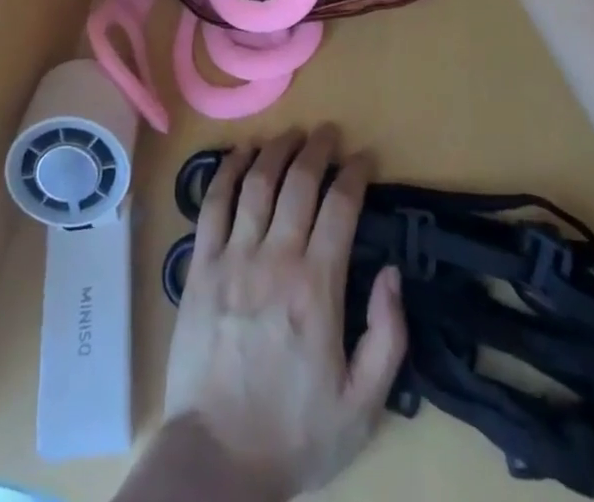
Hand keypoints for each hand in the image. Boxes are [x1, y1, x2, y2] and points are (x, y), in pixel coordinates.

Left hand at [163, 126, 406, 500]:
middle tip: (328, 132)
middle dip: (318, 149)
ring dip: (276, 150)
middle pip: (299, 183)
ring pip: (257, 183)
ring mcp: (233, 259)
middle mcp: (275, 259)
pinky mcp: (200, 267)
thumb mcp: (362, 405)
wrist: (216, 460)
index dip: (354, 174)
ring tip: (291, 133)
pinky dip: (227, 171)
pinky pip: (213, 205)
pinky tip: (239, 153)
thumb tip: (392, 272)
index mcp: (317, 287)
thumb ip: (387, 336)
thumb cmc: (293, 434)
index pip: (341, 208)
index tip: (364, 158)